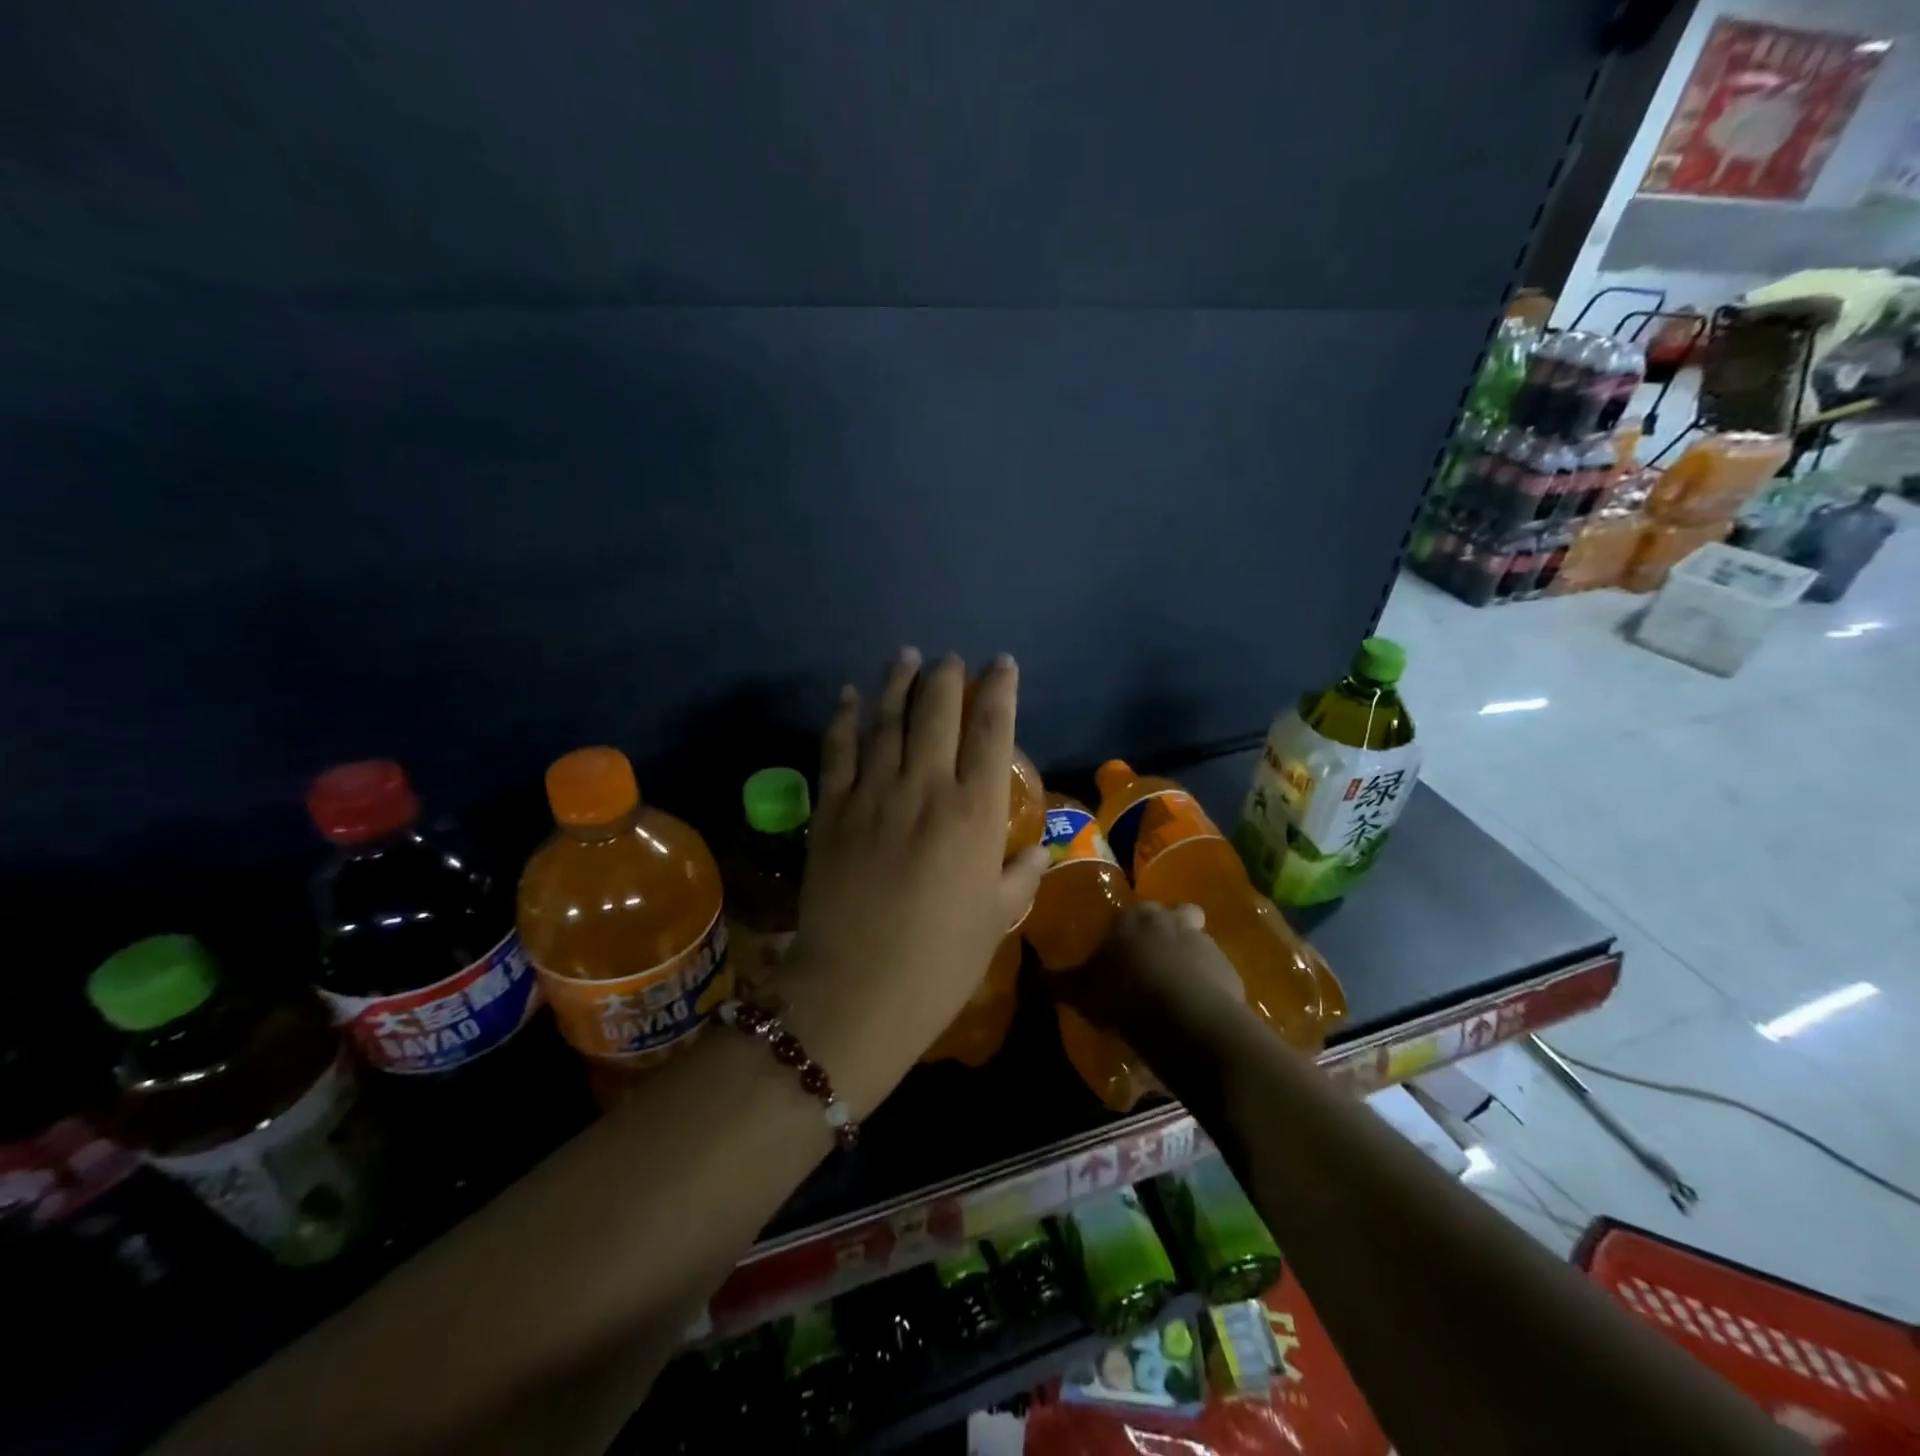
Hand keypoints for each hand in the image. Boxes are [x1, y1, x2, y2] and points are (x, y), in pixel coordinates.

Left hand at [777, 649, 1048, 1113]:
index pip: (992, 732)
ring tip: (906, 656)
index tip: (1001, 664)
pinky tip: (850, 696)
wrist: (857, 991)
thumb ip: (1019, 879)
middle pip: (937, 712)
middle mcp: (925, 789)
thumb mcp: (996, 921)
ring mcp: (872, 795)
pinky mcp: (831, 810)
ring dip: (898, 682)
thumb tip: (1037, 854)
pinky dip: (845, 718)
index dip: (999, 690)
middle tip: (950, 659)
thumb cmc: (940, 962)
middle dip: (947, 676)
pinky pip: (837, 751)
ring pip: (887, 720)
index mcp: (974, 813)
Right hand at [1054, 902, 1243, 1037]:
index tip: (1119, 953)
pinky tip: (1195, 1007)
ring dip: (1189, 956)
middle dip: (1165, 932)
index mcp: (1133, 916)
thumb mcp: (1081, 991)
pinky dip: (1207, 984)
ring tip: (1176, 988)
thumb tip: (1034, 976)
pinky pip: (1215, 972)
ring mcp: (1205, 942)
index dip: (1124, 932)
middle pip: (1172, 915)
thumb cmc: (1125, 994)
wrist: (1187, 1020)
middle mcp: (1170, 919)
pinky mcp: (1229, 970)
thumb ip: (1059, 982)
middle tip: (1151, 962)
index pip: (1127, 913)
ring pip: (1197, 940)